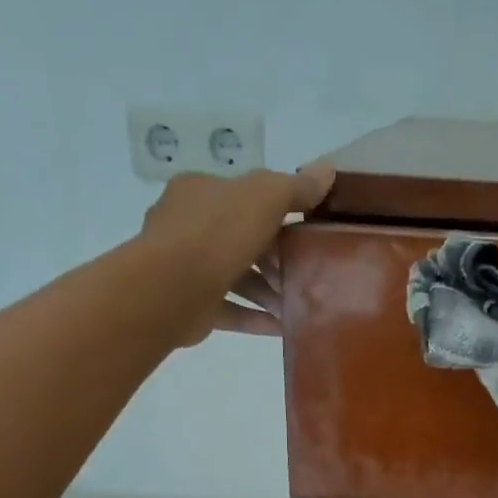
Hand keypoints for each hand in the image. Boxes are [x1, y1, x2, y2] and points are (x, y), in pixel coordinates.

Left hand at [137, 162, 335, 342]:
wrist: (170, 288)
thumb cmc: (217, 233)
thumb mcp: (265, 196)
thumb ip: (296, 186)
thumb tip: (327, 170)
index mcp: (200, 192)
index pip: (243, 197)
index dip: (278, 212)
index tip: (307, 231)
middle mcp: (188, 225)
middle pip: (242, 239)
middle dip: (277, 258)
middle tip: (308, 271)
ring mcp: (186, 267)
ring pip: (236, 277)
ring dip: (269, 291)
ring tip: (300, 304)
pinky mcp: (190, 305)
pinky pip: (230, 310)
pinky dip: (255, 318)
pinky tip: (283, 327)